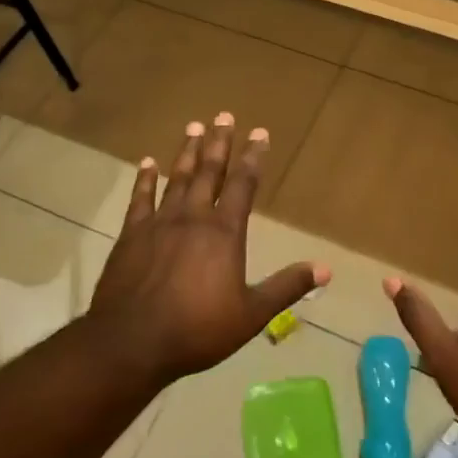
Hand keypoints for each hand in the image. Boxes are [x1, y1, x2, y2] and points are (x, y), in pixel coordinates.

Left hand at [89, 112, 326, 382]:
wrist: (132, 342)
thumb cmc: (197, 330)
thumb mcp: (251, 314)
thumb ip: (286, 287)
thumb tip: (326, 269)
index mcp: (224, 232)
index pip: (243, 185)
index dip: (252, 157)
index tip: (259, 132)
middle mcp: (193, 217)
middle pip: (209, 172)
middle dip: (219, 143)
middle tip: (223, 115)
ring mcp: (159, 222)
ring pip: (177, 177)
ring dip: (187, 152)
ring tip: (194, 127)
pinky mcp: (132, 234)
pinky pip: (140, 198)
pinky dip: (145, 178)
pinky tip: (148, 162)